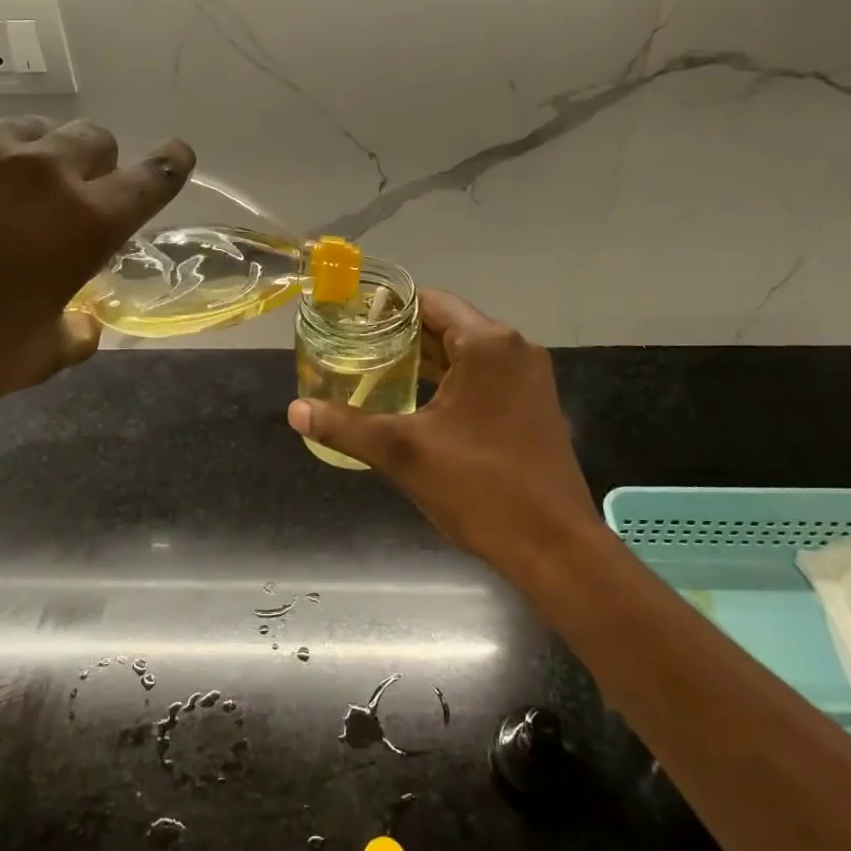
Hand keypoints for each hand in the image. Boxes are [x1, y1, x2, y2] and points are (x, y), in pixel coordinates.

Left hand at [0, 117, 193, 439]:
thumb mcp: (40, 356)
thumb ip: (76, 328)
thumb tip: (82, 321)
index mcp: (84, 223)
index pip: (150, 179)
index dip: (169, 165)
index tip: (177, 155)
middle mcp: (39, 171)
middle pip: (92, 139)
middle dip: (96, 167)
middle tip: (71, 203)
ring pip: (31, 133)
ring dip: (38, 161)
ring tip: (7, 202)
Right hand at [287, 289, 596, 563]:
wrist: (555, 547)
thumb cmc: (480, 488)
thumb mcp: (404, 453)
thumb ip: (346, 426)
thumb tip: (295, 410)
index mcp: (488, 344)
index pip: (429, 303)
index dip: (387, 309)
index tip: (350, 321)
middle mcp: (515, 349)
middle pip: (448, 326)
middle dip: (402, 338)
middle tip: (354, 351)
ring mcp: (530, 378)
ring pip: (467, 355)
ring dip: (426, 362)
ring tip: (377, 374)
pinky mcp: (535, 406)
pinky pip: (485, 378)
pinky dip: (452, 383)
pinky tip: (419, 405)